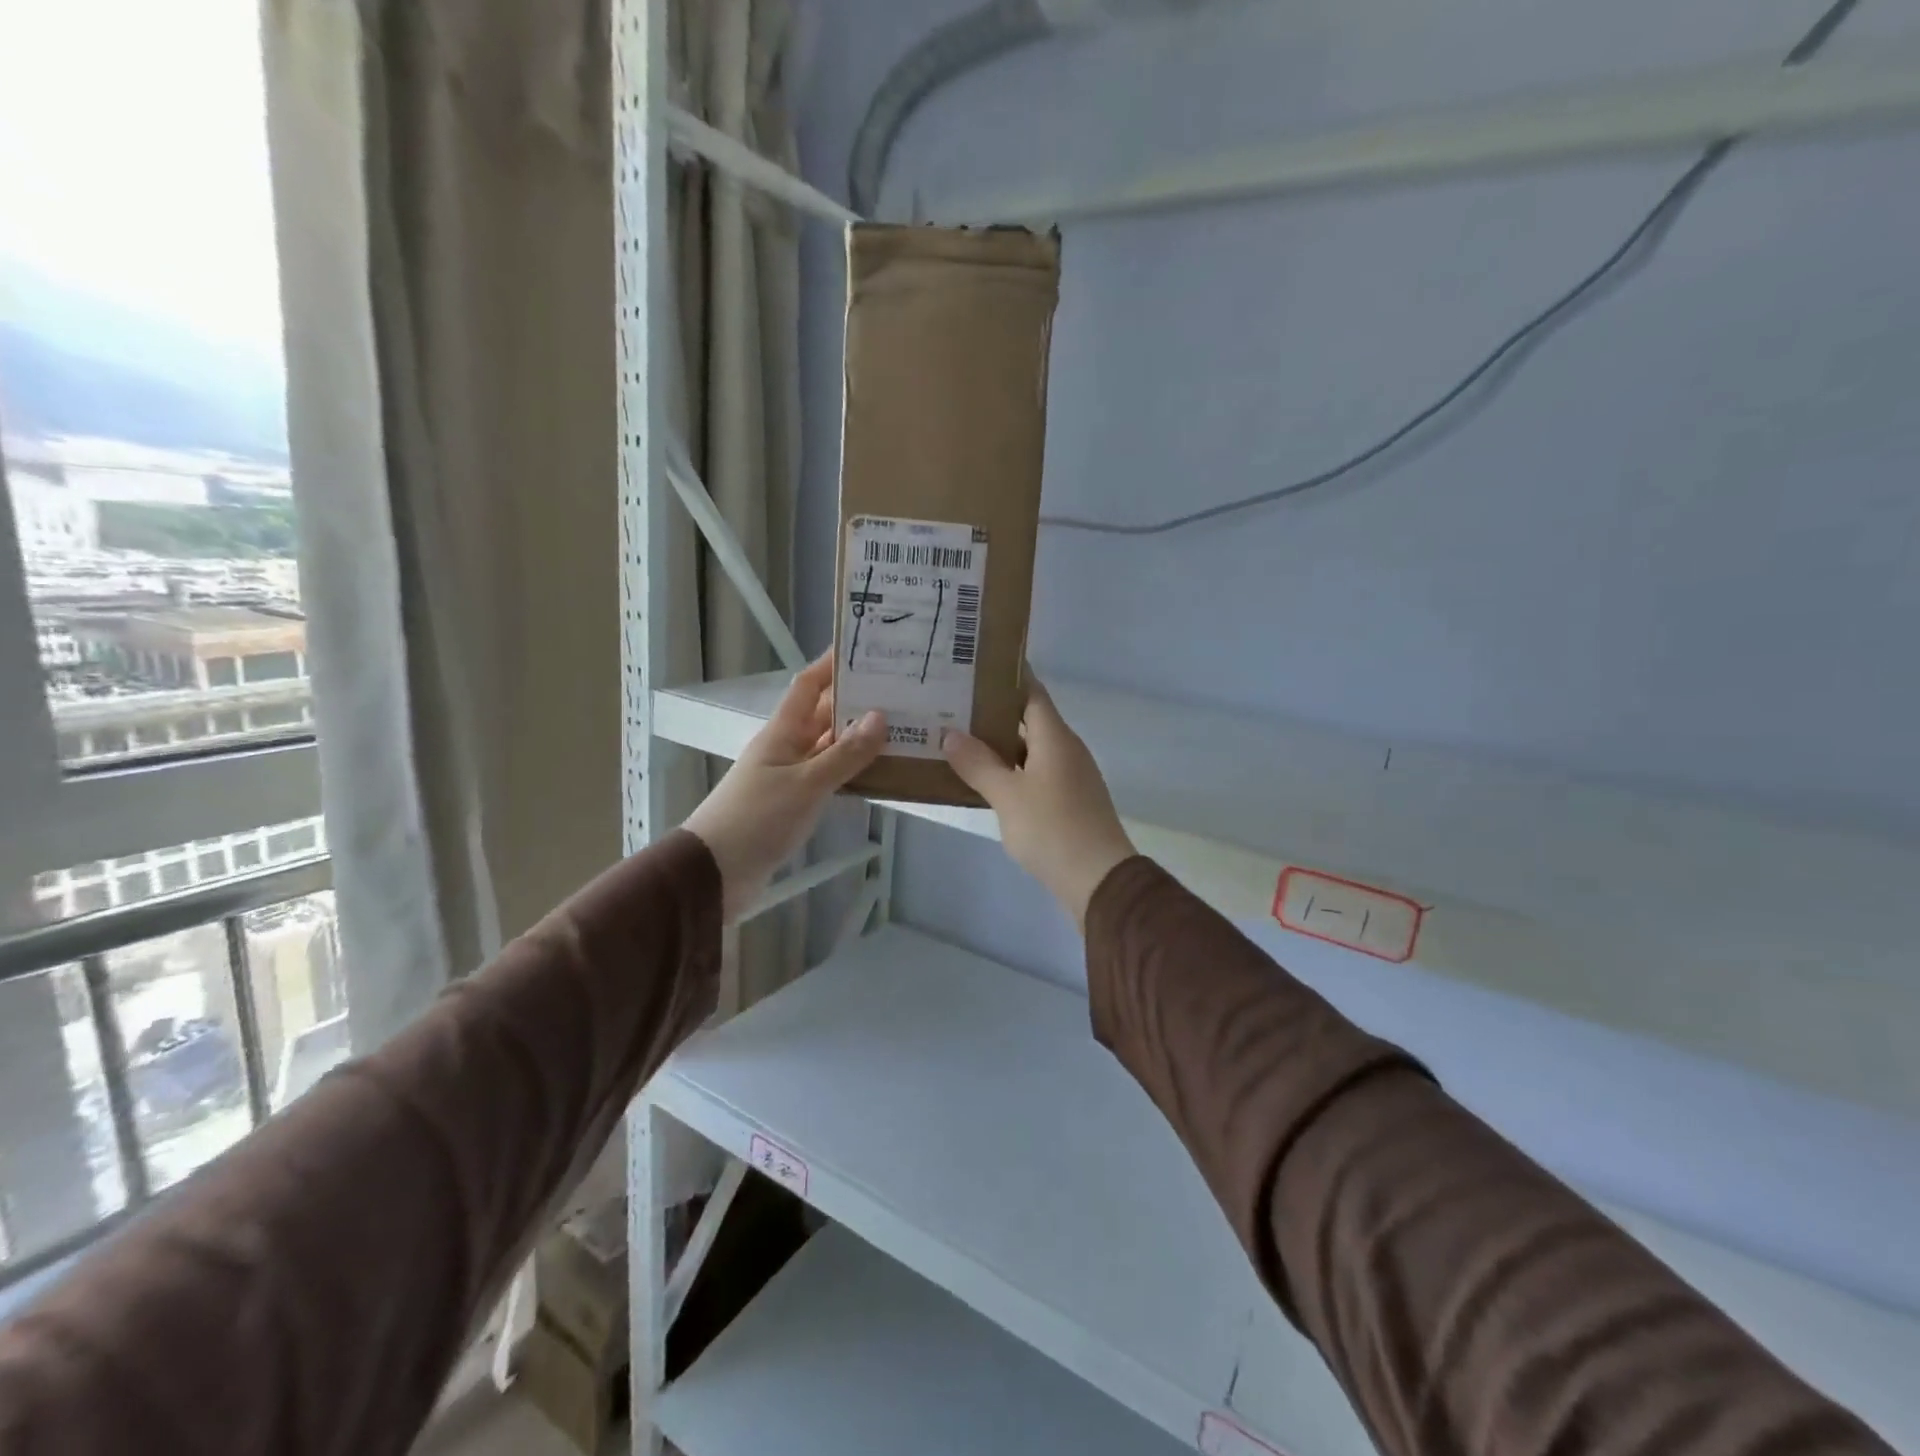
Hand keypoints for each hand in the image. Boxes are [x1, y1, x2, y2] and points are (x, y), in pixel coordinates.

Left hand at [684, 653, 884, 921]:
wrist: (715, 873)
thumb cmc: (756, 820)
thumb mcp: (804, 785)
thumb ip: (844, 754)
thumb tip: (880, 717)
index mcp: (782, 733)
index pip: (809, 687)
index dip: (831, 665)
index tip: (863, 647)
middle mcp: (787, 748)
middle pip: (825, 715)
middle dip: (858, 701)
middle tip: (902, 691)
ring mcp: (791, 777)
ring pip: (831, 748)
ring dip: (860, 739)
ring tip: (904, 728)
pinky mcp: (796, 804)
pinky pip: (830, 777)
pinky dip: (853, 772)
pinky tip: (882, 773)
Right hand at [941, 678, 1135, 928]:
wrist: (1098, 880)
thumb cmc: (1052, 829)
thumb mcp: (1007, 795)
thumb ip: (978, 763)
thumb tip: (951, 734)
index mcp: (1055, 737)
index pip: (1031, 692)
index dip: (1007, 677)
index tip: (975, 666)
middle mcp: (1066, 749)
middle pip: (1029, 719)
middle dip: (993, 712)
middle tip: (953, 705)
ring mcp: (1070, 776)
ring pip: (1031, 749)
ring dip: (1000, 745)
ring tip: (959, 740)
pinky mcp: (1069, 801)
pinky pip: (1035, 773)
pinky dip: (1011, 770)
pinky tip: (983, 779)